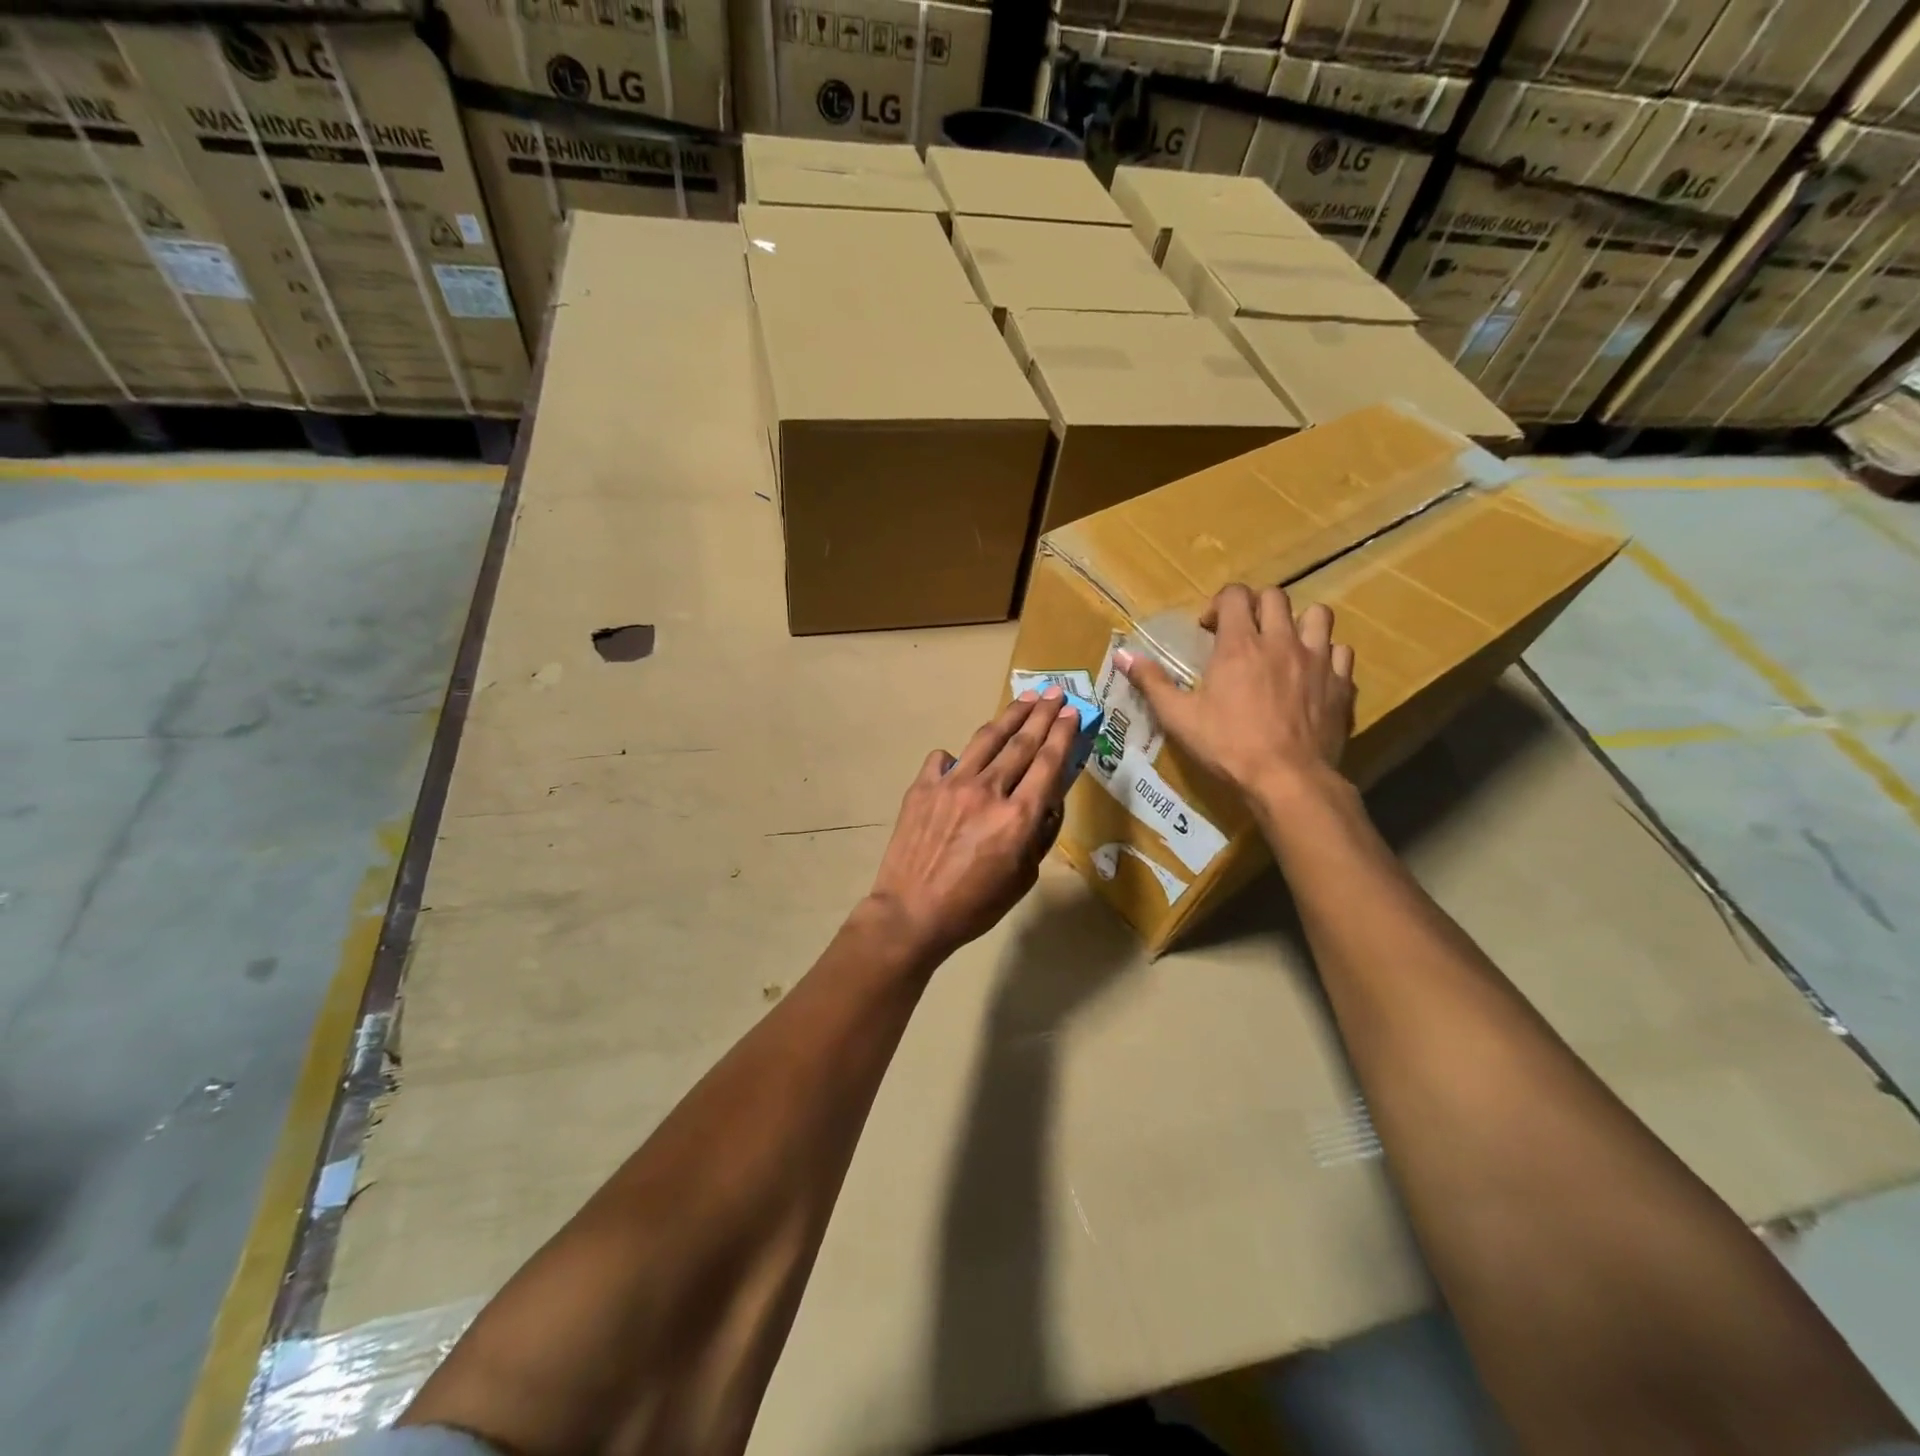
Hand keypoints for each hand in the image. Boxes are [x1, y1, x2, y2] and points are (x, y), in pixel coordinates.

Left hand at [864, 690, 1081, 962]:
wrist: (912, 913)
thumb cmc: (975, 905)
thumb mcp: (1023, 877)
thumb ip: (1038, 834)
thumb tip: (1046, 801)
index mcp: (1017, 816)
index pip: (1048, 763)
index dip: (1062, 734)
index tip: (1072, 713)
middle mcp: (988, 790)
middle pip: (1021, 742)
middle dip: (1041, 714)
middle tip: (1055, 692)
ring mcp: (951, 784)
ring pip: (986, 740)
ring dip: (1008, 717)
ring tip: (1023, 699)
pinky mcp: (922, 787)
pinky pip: (943, 759)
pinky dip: (957, 756)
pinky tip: (962, 759)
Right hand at [1116, 583, 1353, 801]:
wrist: (1288, 779)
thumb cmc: (1228, 746)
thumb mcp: (1179, 717)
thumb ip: (1152, 682)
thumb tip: (1122, 655)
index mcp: (1239, 644)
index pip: (1235, 595)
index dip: (1219, 603)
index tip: (1208, 629)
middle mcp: (1281, 641)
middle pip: (1275, 597)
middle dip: (1256, 607)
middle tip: (1243, 633)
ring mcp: (1318, 660)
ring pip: (1318, 615)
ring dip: (1299, 622)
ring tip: (1285, 645)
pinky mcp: (1341, 683)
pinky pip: (1341, 652)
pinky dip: (1327, 655)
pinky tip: (1314, 674)